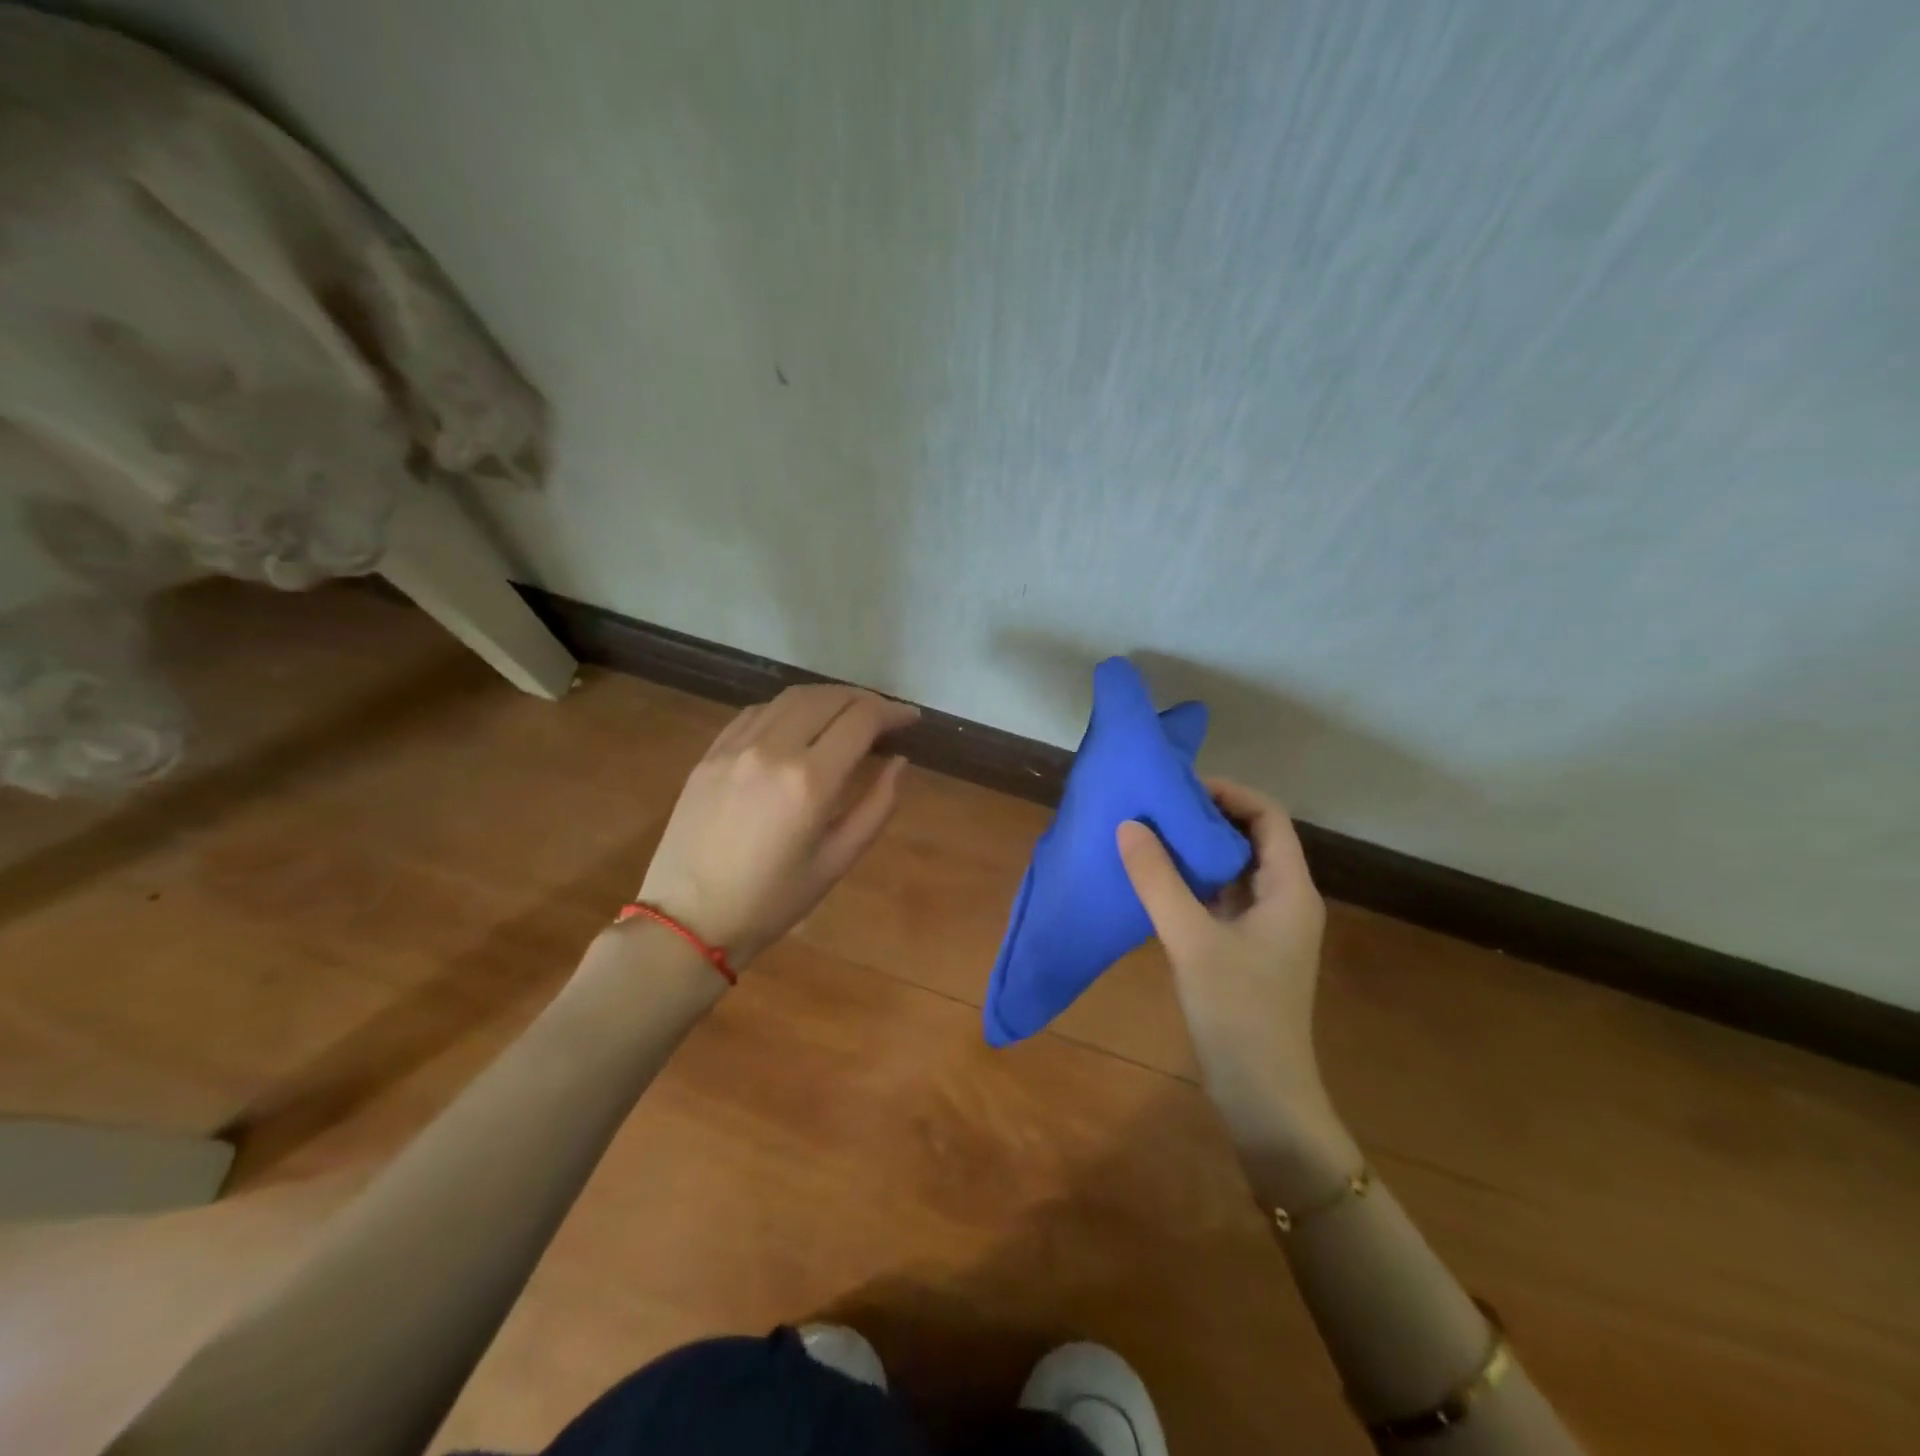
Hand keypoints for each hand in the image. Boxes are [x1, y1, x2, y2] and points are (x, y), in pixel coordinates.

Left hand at [637, 684, 918, 967]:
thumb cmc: (772, 901)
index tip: (910, 719)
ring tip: (847, 715)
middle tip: (885, 716)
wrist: (687, 919)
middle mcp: (772, 750)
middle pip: (829, 697)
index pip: (862, 719)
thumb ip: (877, 806)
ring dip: (828, 698)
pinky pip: (757, 712)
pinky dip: (789, 709)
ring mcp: (735, 747)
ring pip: (792, 697)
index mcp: (809, 781)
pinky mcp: (711, 753)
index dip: (893, 711)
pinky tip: (799, 726)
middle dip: (865, 699)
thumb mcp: (837, 861)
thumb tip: (899, 762)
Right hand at [1117, 779, 1336, 1140]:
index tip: (1179, 787)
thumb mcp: (1192, 941)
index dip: (1228, 793)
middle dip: (1206, 817)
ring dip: (1196, 849)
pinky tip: (1155, 881)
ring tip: (1149, 834)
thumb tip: (1128, 825)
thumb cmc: (1238, 1013)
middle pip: (1251, 838)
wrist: (1263, 1097)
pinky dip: (1192, 881)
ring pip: (1233, 869)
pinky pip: (1220, 898)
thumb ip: (1158, 881)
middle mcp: (1285, 900)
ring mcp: (1265, 927)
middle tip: (1155, 806)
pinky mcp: (1245, 949)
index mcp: (1290, 890)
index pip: (1268, 817)